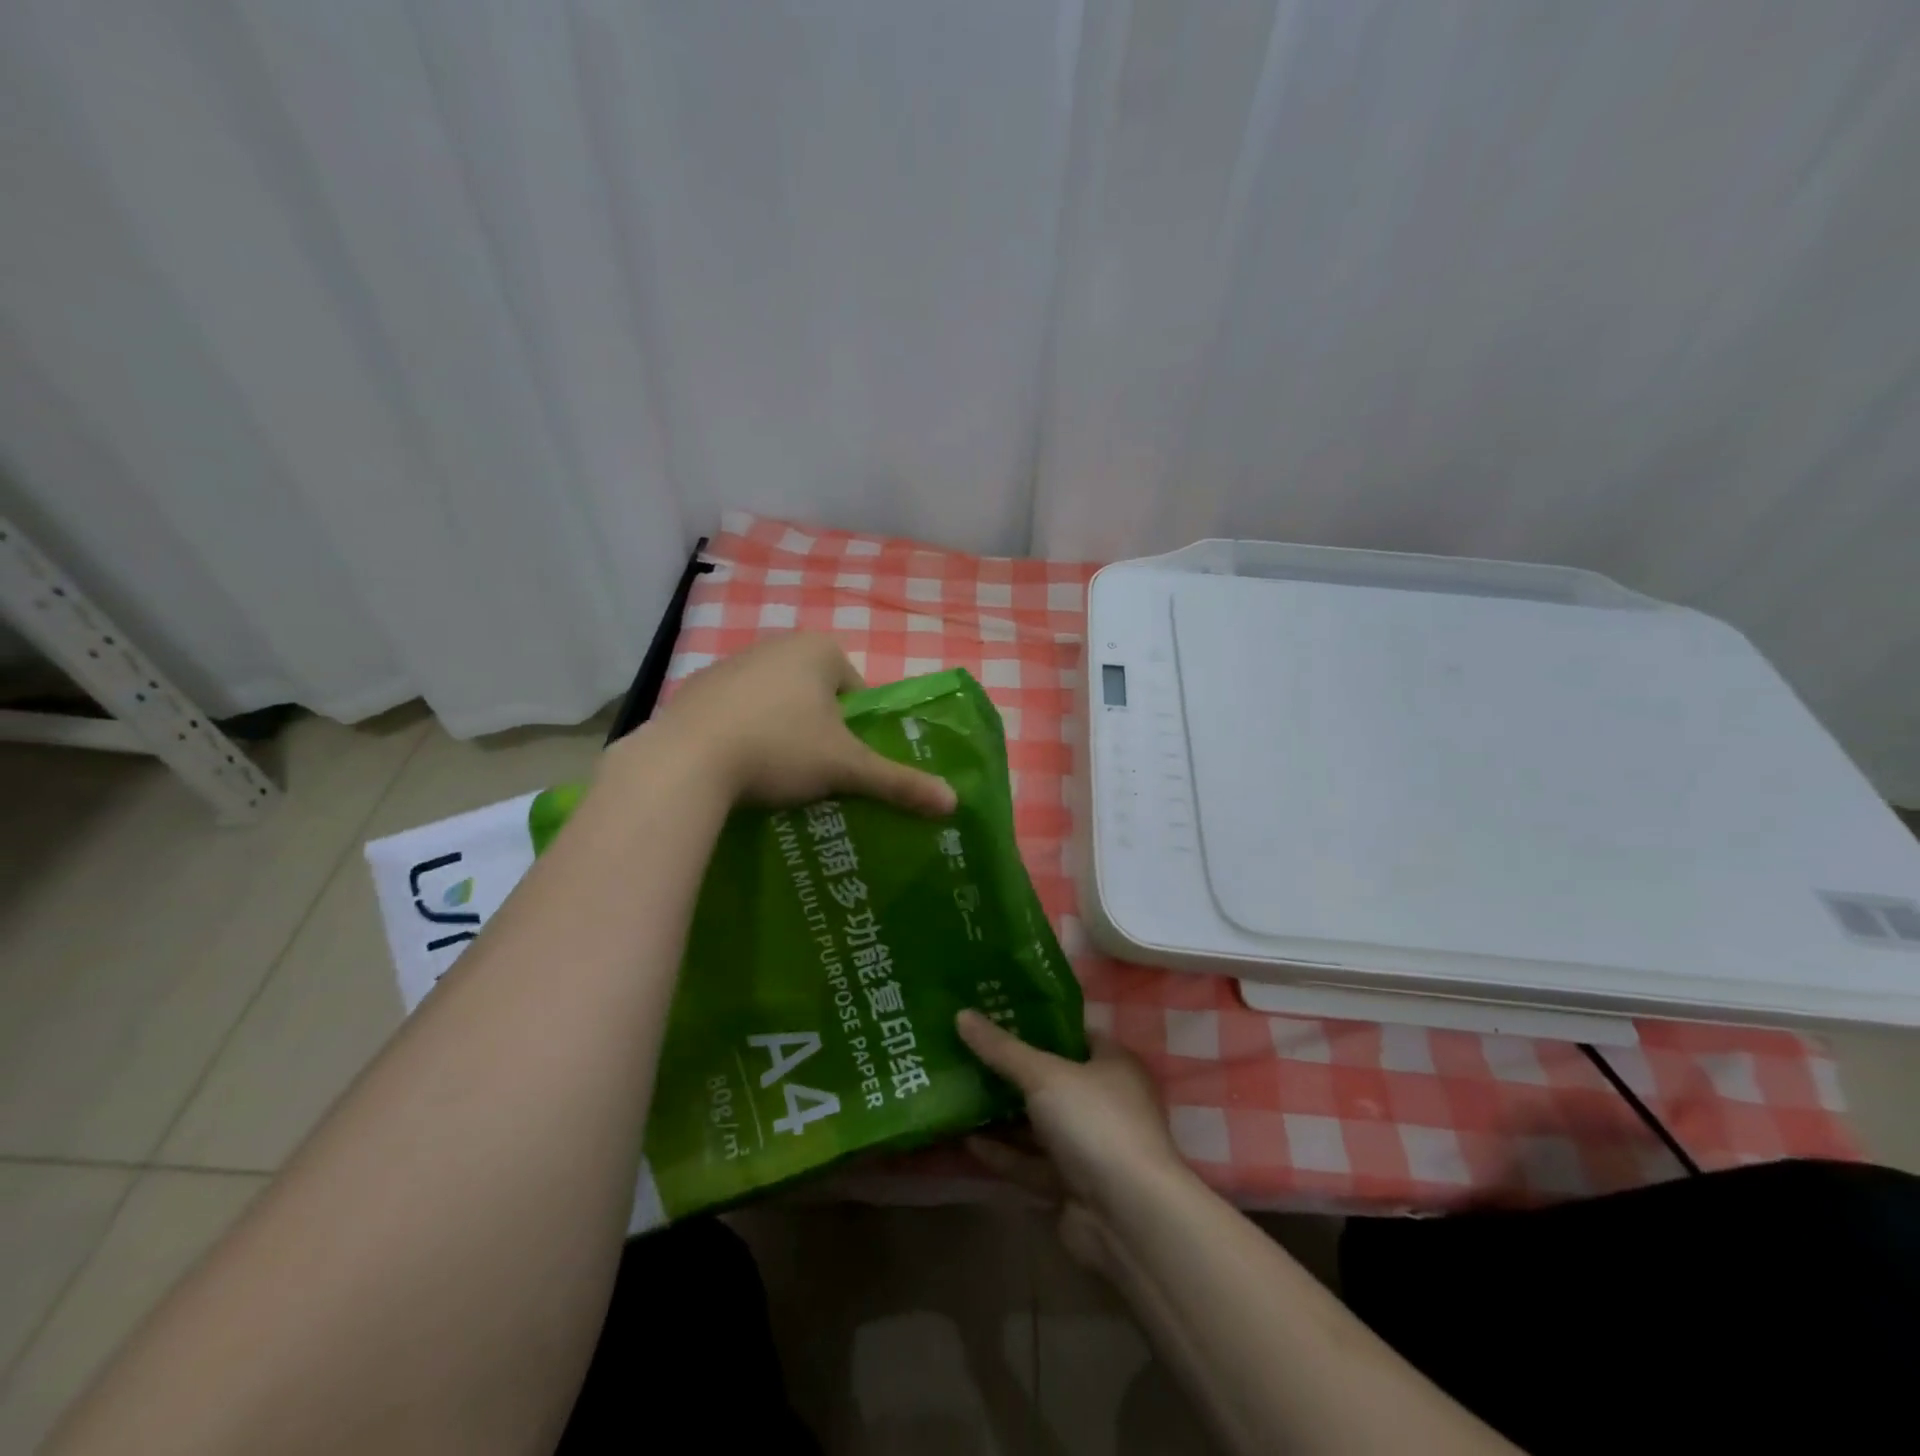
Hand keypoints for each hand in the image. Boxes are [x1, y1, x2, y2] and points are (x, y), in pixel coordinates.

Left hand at [638, 632, 956, 814]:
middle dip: (820, 730)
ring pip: (776, 702)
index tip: (845, 763)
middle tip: (815, 772)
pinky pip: (738, 711)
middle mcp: (776, 644)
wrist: (687, 761)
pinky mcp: (697, 688)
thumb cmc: (780, 749)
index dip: (857, 730)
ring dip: (783, 732)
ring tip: (776, 774)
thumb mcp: (846, 768)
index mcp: (819, 649)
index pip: (856, 691)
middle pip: (817, 695)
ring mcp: (732, 663)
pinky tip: (738, 766)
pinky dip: (745, 733)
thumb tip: (953, 803)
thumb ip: (898, 782)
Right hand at [957, 1010, 1190, 1274]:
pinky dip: (1005, 1154)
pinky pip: (1032, 1163)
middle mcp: (1105, 1102)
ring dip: (1003, 1115)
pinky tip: (968, 1141)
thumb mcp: (1044, 1075)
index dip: (1037, 1025)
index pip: (1073, 1035)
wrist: (1129, 1216)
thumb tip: (962, 1013)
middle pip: (1052, 1080)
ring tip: (960, 1095)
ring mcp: (1090, 1147)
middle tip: (968, 1054)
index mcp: (1113, 1065)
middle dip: (1012, 1072)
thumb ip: (1002, 1049)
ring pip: (1039, 1125)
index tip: (996, 1016)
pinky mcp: (1073, 1186)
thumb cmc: (1095, 1122)